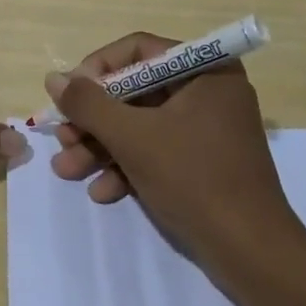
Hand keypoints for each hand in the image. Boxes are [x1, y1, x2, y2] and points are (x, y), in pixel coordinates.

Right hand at [46, 32, 305, 261]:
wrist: (251, 254)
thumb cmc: (194, 179)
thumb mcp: (133, 137)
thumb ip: (89, 104)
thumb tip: (54, 78)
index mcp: (205, 70)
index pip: (138, 51)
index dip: (97, 70)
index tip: (69, 96)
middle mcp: (207, 91)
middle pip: (135, 91)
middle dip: (94, 120)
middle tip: (63, 140)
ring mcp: (207, 129)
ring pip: (141, 124)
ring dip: (101, 147)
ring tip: (67, 170)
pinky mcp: (203, 163)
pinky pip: (157, 150)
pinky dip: (127, 167)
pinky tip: (102, 192)